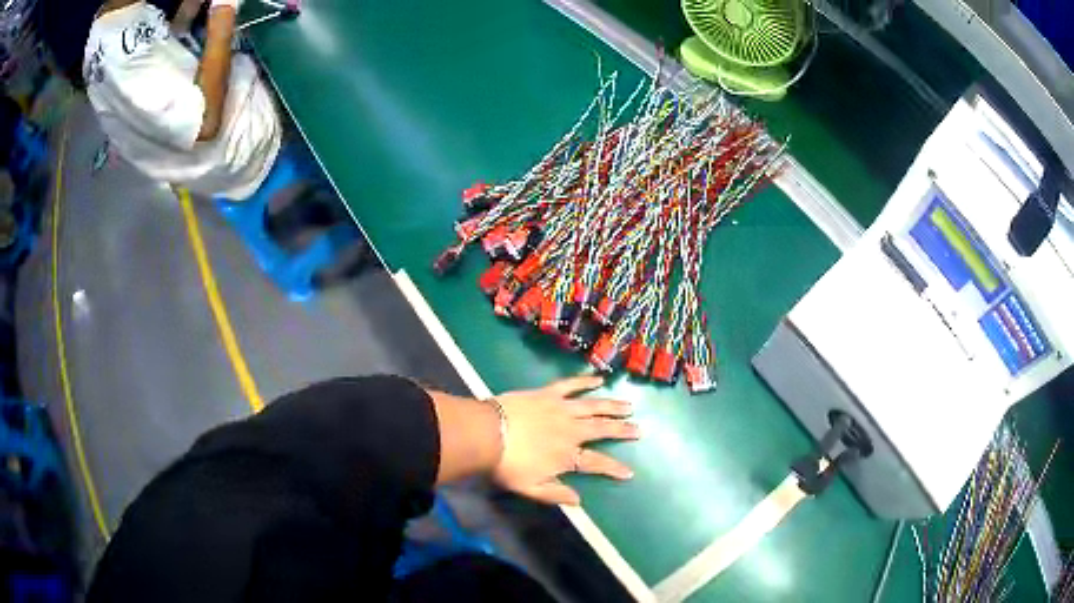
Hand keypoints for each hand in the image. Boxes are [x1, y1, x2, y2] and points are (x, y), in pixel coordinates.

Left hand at [492, 375, 638, 505]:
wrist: (486, 433)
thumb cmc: (506, 465)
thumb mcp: (530, 488)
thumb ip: (555, 494)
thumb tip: (579, 501)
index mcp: (567, 456)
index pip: (597, 463)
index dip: (614, 468)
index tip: (630, 472)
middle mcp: (571, 431)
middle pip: (602, 430)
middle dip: (622, 430)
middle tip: (639, 429)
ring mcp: (561, 409)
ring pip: (593, 406)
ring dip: (613, 406)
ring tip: (629, 406)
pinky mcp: (548, 393)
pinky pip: (571, 385)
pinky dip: (586, 381)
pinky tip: (600, 379)